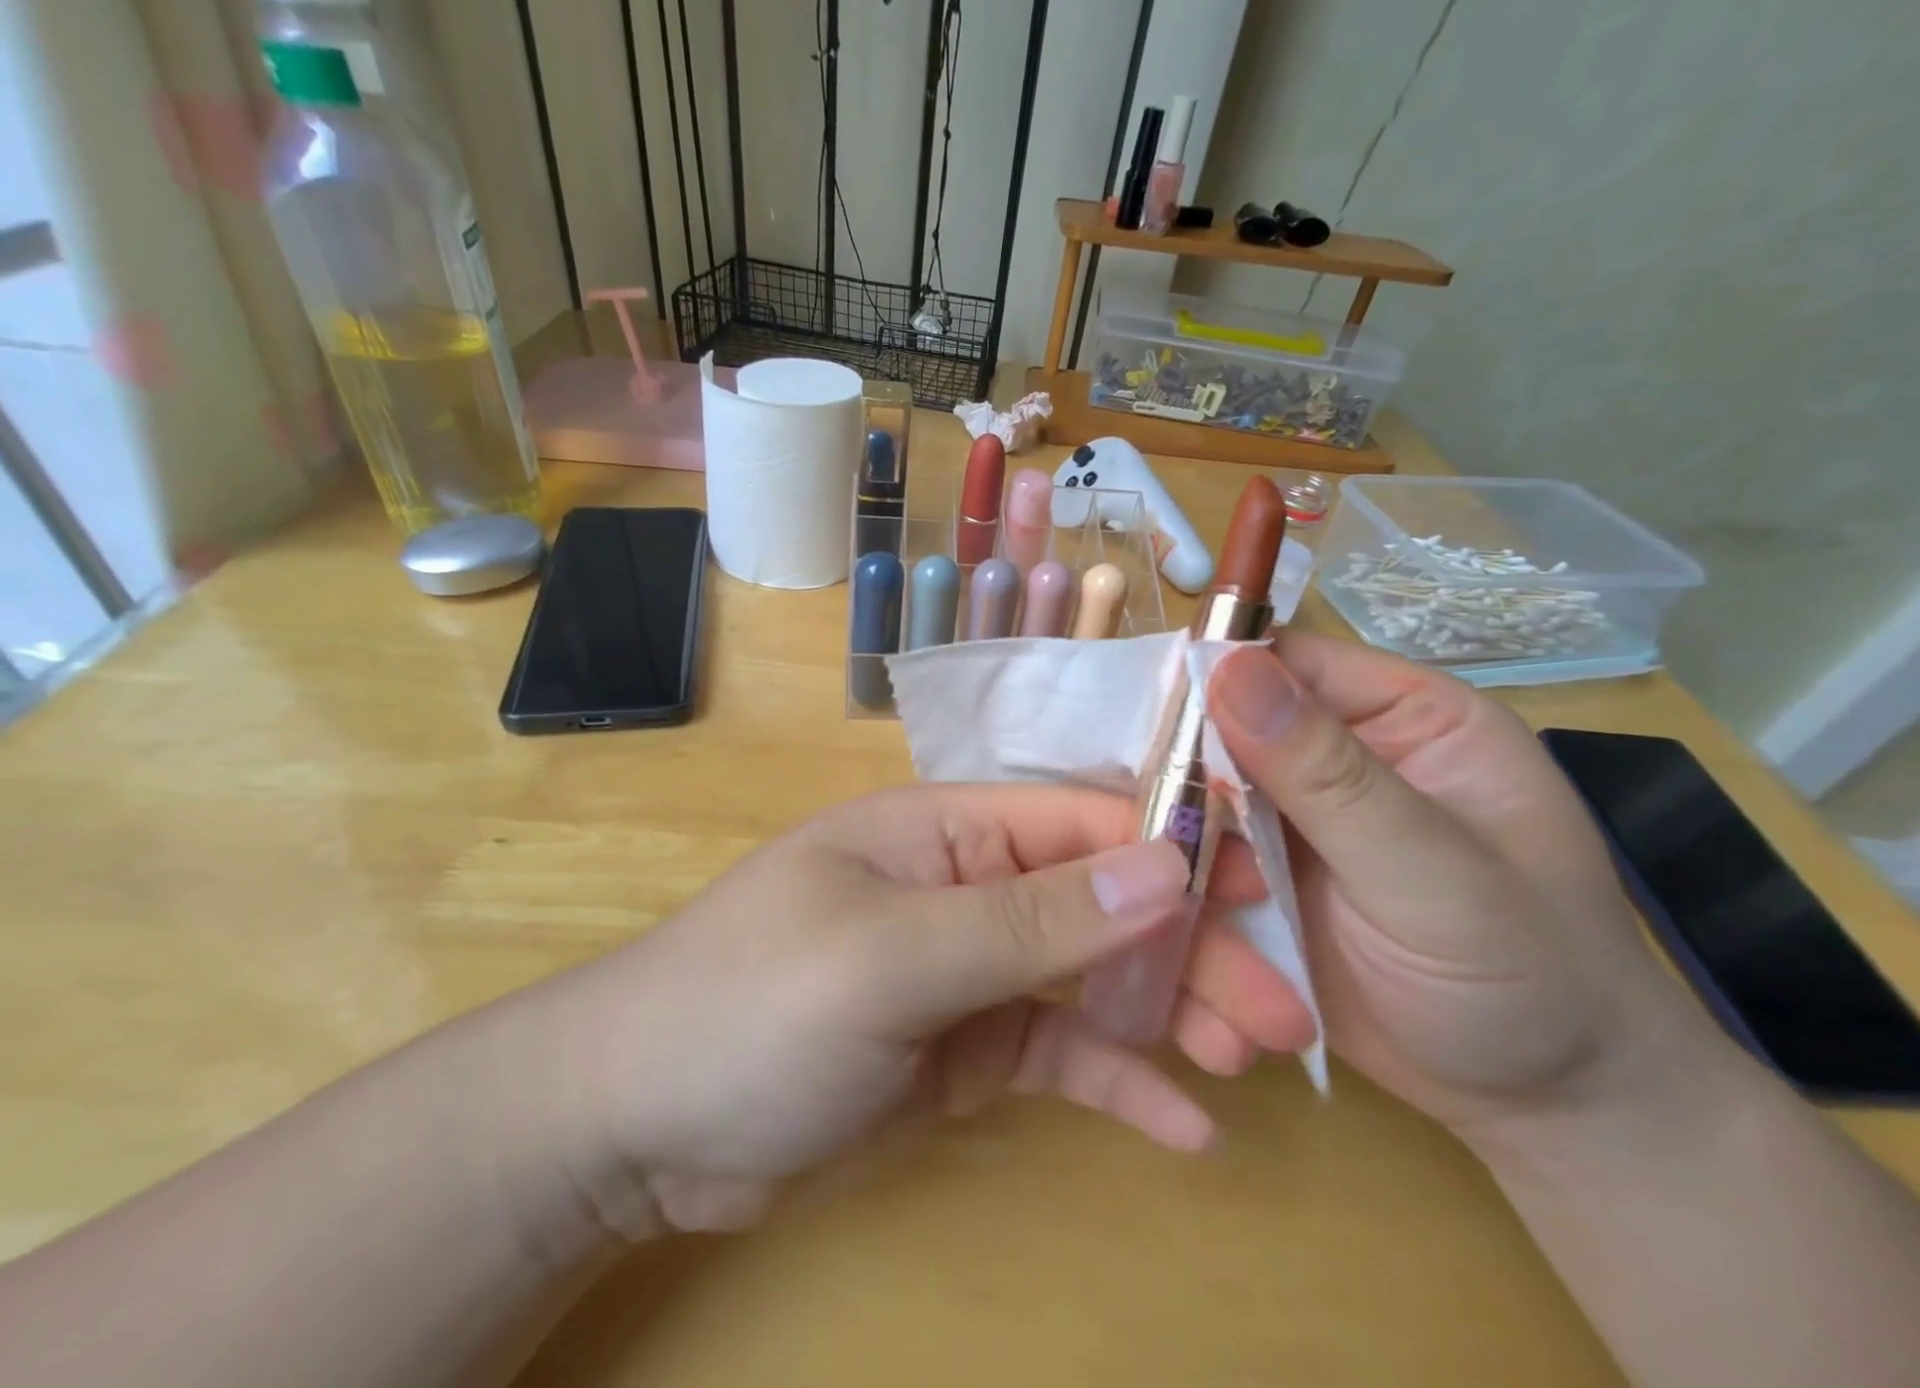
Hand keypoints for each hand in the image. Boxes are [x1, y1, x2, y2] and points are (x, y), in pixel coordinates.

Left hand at [541, 785, 1315, 1234]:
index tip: (1263, 885)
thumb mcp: (893, 957)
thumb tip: (1161, 866)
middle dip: (1191, 944)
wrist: (641, 1124)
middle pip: (1102, 901)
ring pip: (1094, 977)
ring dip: (1171, 1012)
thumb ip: (1027, 918)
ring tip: (1250, 1061)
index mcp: (949, 831)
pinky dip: (1119, 1080)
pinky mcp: (968, 1046)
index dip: (1172, 843)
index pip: (1081, 819)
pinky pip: (1060, 1051)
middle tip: (1283, 1010)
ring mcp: (973, 967)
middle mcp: (972, 884)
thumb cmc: (754, 1005)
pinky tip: (1183, 1127)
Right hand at [1207, 633, 1702, 1141]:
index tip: (1148, 733)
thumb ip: (1330, 775)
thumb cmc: (1532, 980)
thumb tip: (1225, 666)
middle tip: (1160, 851)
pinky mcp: (1258, 881)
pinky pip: (1194, 868)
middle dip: (1184, 788)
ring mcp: (1288, 822)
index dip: (1210, 683)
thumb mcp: (1436, 875)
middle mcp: (1334, 756)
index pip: (1283, 663)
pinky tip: (1190, 964)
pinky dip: (1181, 908)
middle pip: (1219, 732)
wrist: (1545, 1112)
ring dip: (1179, 862)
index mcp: (1399, 717)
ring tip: (1204, 938)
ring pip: (1193, 805)